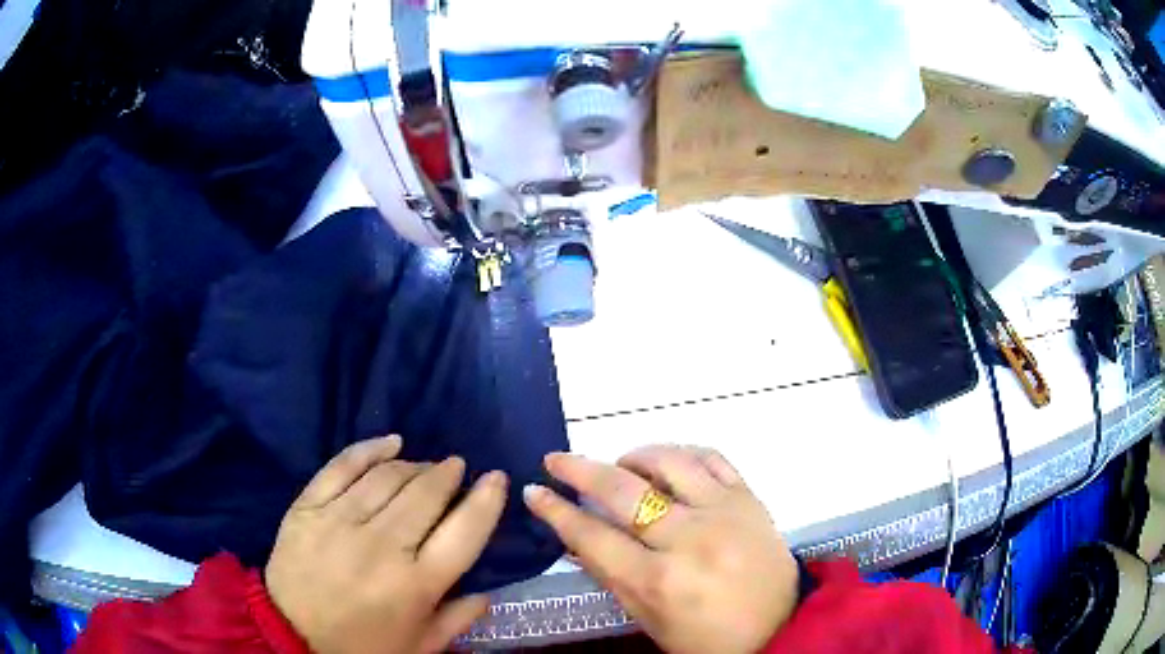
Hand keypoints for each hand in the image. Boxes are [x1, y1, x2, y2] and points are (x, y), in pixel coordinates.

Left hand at [265, 435, 507, 653]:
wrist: (290, 634)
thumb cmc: (363, 645)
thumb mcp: (420, 645)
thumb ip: (459, 619)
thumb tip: (488, 592)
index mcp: (417, 584)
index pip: (465, 531)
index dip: (486, 500)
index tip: (496, 478)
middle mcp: (383, 546)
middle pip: (426, 494)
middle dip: (448, 474)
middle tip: (457, 467)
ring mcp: (341, 521)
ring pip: (388, 477)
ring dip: (416, 465)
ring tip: (426, 465)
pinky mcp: (308, 507)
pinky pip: (342, 466)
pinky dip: (370, 449)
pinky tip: (390, 442)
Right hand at [524, 446, 798, 653]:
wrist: (780, 628)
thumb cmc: (706, 637)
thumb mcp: (649, 620)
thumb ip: (612, 576)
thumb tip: (576, 538)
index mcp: (659, 582)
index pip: (593, 536)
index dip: (556, 512)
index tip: (535, 491)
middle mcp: (690, 540)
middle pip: (623, 491)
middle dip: (580, 470)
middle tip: (557, 460)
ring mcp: (725, 513)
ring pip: (670, 462)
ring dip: (635, 456)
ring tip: (622, 465)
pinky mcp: (750, 499)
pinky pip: (713, 458)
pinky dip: (683, 454)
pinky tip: (669, 464)